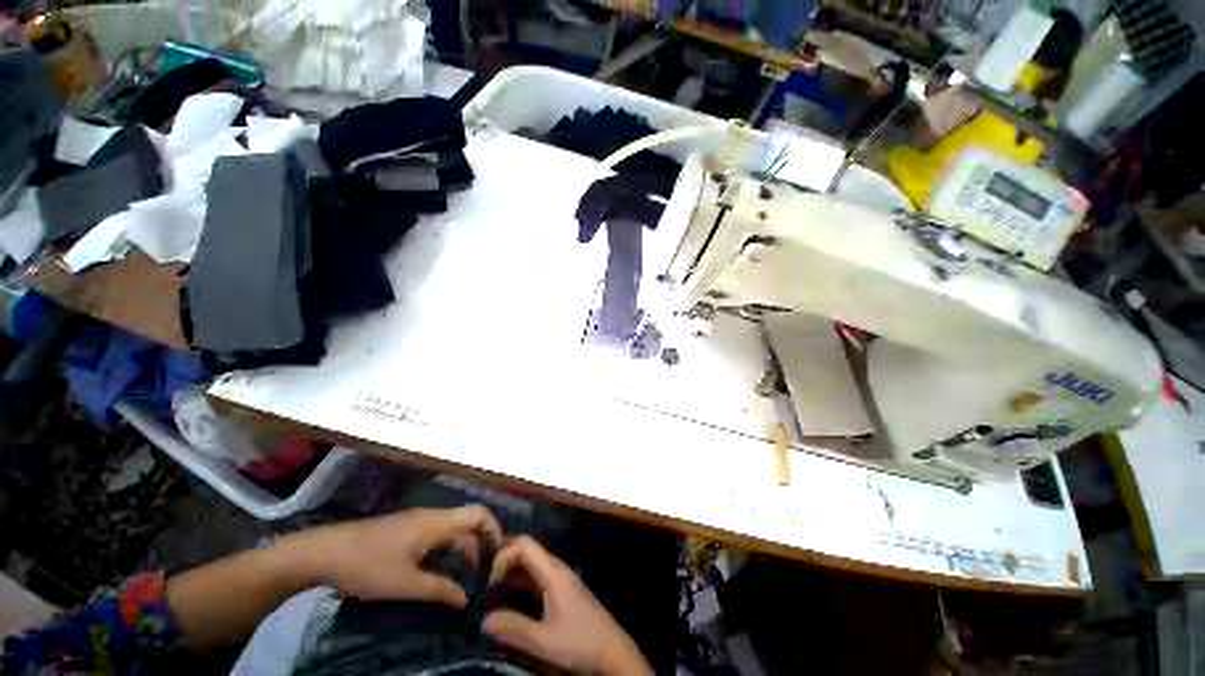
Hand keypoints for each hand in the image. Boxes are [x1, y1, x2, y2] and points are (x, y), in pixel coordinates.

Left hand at [287, 505, 501, 605]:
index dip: (494, 530)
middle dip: (479, 545)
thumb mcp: (404, 584)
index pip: (478, 514)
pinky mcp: (404, 529)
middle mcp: (431, 516)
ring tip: (464, 577)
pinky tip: (438, 570)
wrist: (323, 553)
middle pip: (467, 522)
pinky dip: (446, 549)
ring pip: (451, 529)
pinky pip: (436, 534)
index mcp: (436, 523)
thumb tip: (466, 599)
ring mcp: (416, 521)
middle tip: (482, 575)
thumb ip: (438, 590)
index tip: (498, 556)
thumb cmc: (367, 566)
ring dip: (462, 549)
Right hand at [482, 536, 652, 675]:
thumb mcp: (543, 641)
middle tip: (484, 585)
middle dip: (504, 562)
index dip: (504, 555)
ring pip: (531, 566)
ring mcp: (560, 579)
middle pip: (527, 552)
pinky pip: (537, 578)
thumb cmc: (579, 641)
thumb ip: (513, 628)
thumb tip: (483, 620)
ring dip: (511, 574)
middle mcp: (556, 569)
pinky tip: (509, 601)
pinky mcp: (561, 590)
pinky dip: (520, 584)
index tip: (489, 581)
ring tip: (491, 593)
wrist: (611, 651)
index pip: (524, 545)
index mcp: (553, 572)